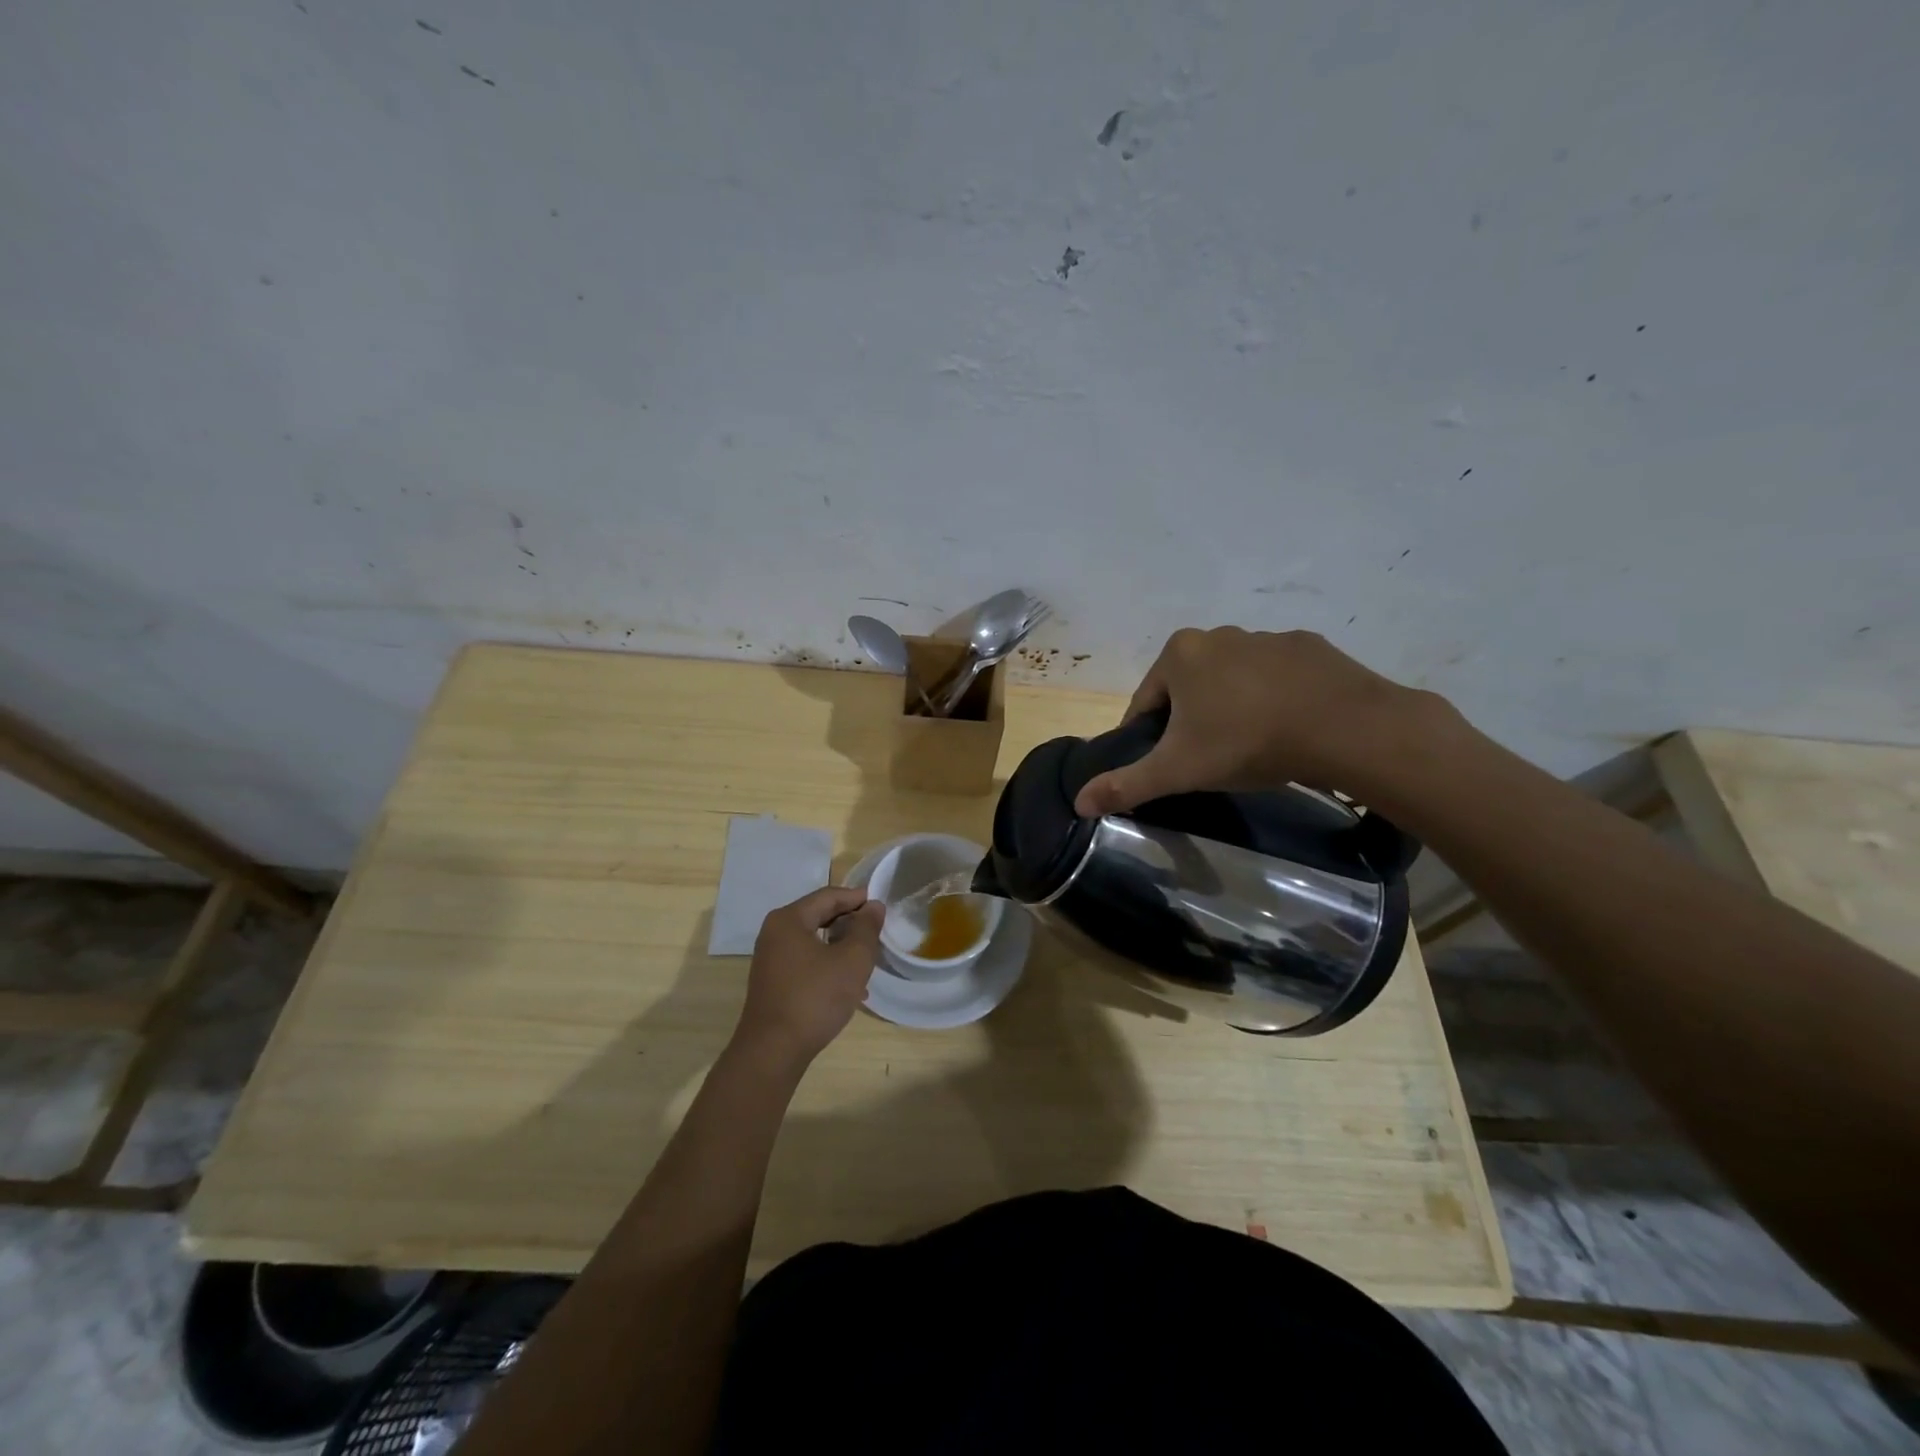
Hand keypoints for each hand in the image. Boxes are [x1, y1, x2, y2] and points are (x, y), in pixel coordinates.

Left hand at [735, 886, 884, 1065]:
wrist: (773, 1052)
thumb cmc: (815, 998)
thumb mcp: (852, 960)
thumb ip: (866, 928)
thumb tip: (873, 906)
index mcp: (789, 919)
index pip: (828, 896)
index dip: (856, 898)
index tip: (881, 906)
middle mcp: (775, 933)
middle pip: (818, 915)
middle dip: (849, 922)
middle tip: (876, 930)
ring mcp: (771, 959)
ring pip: (813, 940)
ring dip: (841, 945)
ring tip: (866, 958)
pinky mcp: (773, 982)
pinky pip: (806, 961)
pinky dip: (827, 964)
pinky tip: (848, 986)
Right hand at [1074, 627, 1436, 816]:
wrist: (1345, 728)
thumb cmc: (1246, 742)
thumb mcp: (1178, 769)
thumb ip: (1126, 783)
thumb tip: (1078, 803)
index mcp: (1180, 654)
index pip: (1146, 702)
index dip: (1150, 737)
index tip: (1168, 765)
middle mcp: (1219, 635)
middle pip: (1189, 688)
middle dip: (1192, 721)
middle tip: (1211, 760)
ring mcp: (1268, 637)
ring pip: (1233, 681)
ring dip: (1232, 709)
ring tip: (1252, 748)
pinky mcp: (1310, 648)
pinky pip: (1277, 678)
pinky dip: (1274, 699)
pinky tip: (1288, 729)